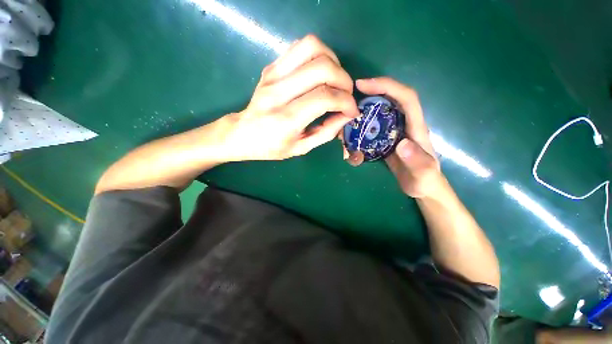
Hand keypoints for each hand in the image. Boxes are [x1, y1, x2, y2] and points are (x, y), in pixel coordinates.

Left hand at [219, 35, 358, 161]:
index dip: (346, 102)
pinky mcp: (271, 67)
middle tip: (346, 94)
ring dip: (333, 61)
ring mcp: (273, 75)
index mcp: (286, 119)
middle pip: (322, 68)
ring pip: (312, 47)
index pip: (325, 98)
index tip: (352, 110)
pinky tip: (320, 73)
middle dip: (344, 80)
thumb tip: (346, 115)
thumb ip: (326, 133)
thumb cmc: (272, 146)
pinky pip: (300, 47)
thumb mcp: (301, 148)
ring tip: (335, 80)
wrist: (243, 133)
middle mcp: (279, 92)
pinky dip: (319, 55)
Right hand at [353, 77, 441, 197]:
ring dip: (361, 113)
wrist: (421, 188)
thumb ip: (417, 161)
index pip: (406, 98)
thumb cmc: (425, 182)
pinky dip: (359, 128)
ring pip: (378, 114)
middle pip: (389, 100)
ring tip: (345, 122)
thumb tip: (402, 144)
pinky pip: (372, 128)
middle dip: (370, 94)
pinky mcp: (385, 141)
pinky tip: (349, 136)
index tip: (363, 85)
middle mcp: (404, 125)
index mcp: (416, 128)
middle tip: (347, 102)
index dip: (387, 86)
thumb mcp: (424, 175)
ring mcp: (394, 133)